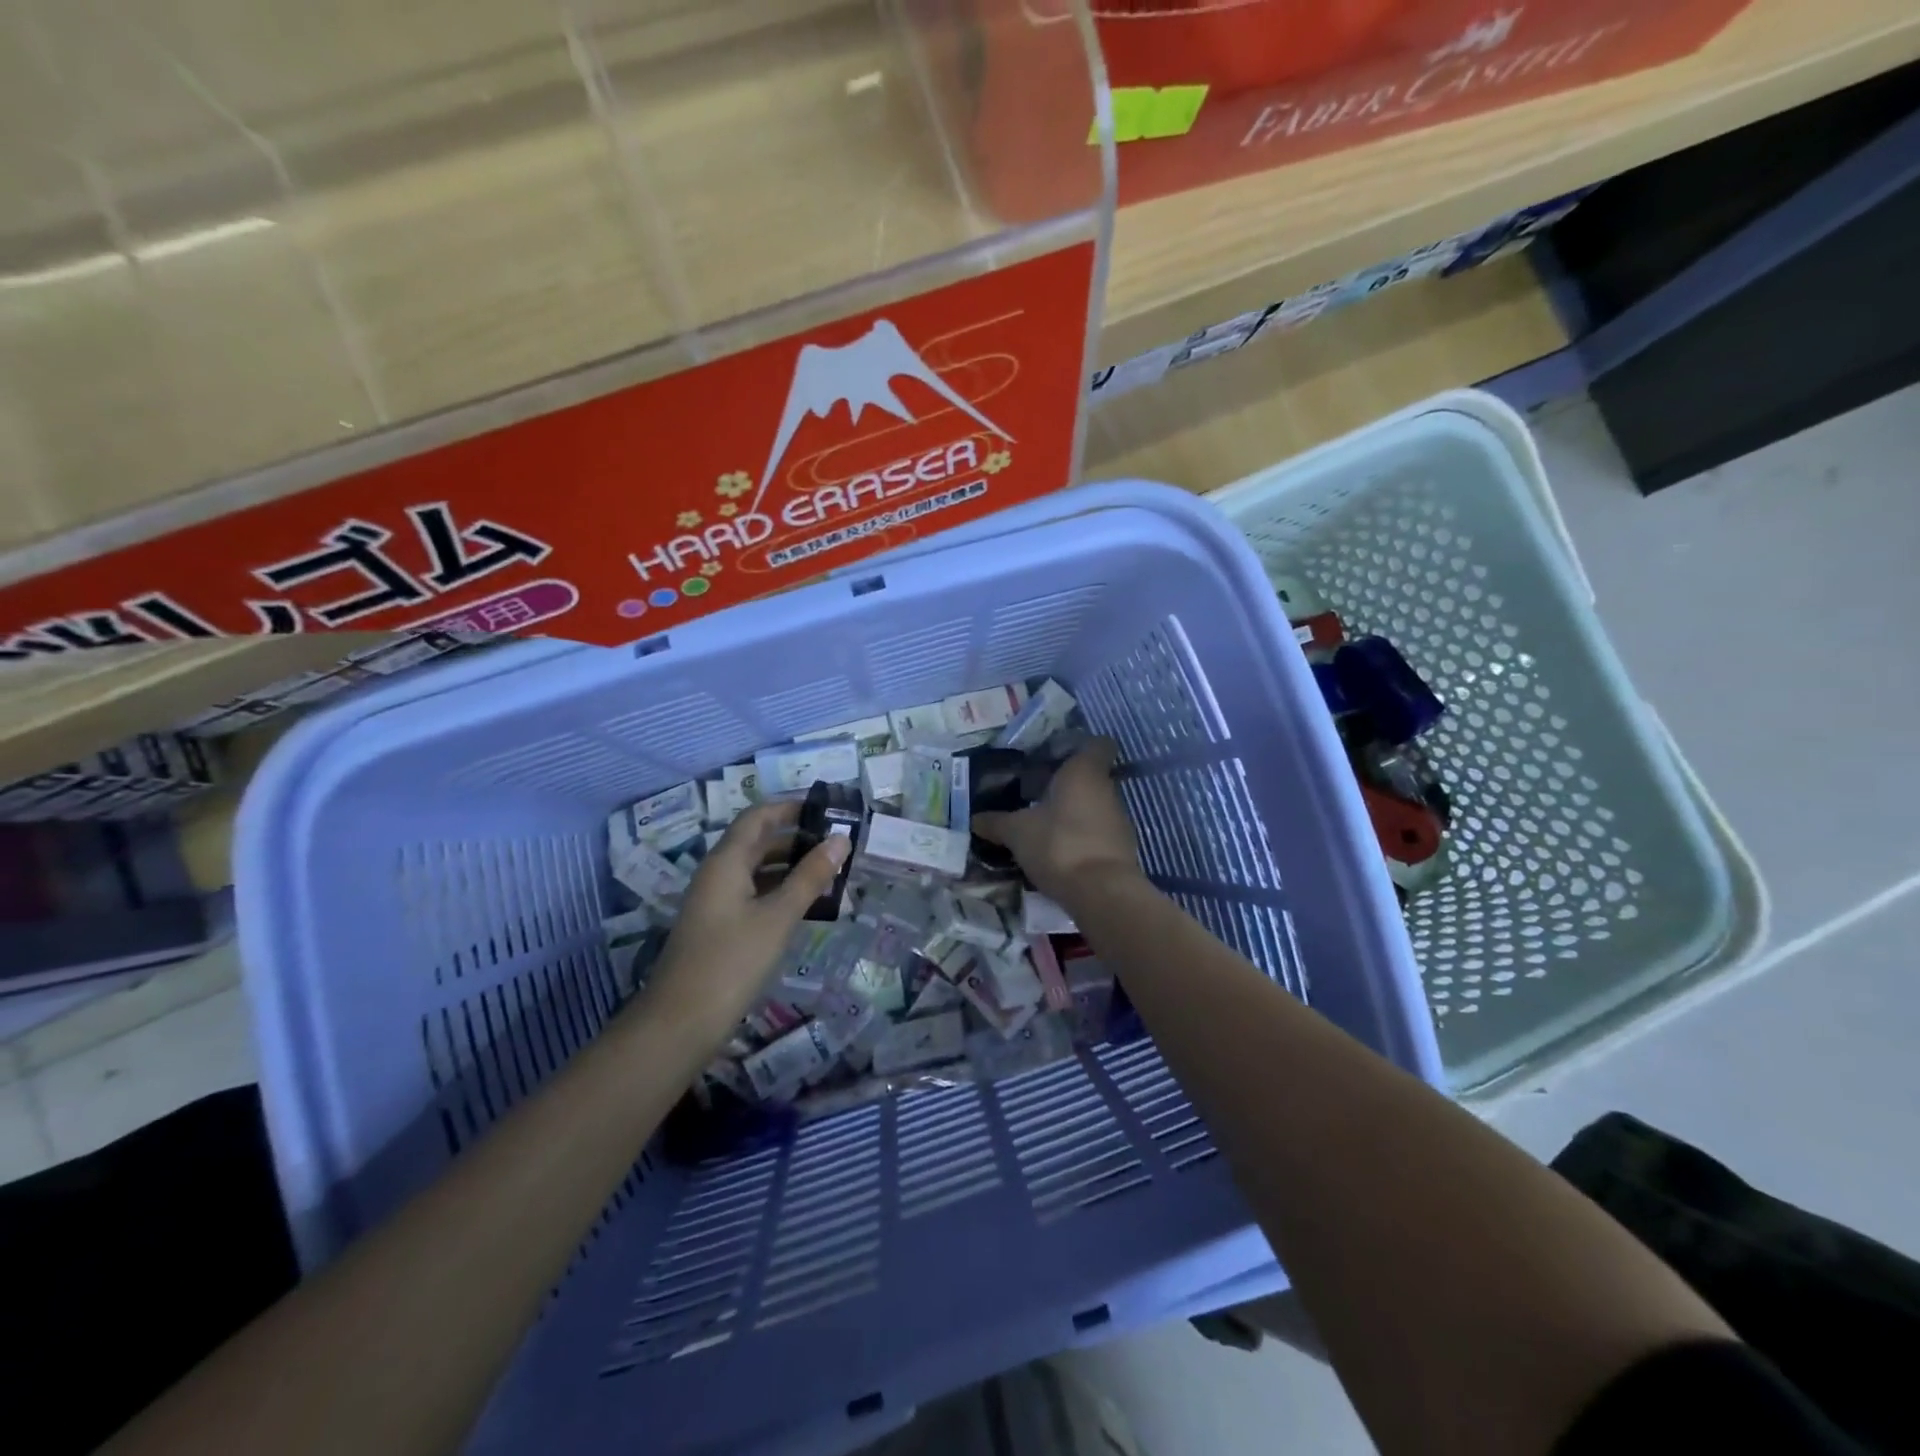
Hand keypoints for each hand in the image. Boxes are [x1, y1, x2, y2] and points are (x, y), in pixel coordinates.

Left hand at [643, 800, 848, 1042]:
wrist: (680, 1023)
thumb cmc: (732, 961)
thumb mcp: (778, 917)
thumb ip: (810, 877)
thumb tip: (840, 839)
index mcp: (726, 861)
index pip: (758, 817)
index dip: (790, 806)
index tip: (827, 808)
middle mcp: (718, 874)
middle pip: (758, 842)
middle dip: (797, 838)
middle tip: (838, 843)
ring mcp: (716, 902)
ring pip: (757, 870)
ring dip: (791, 867)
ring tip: (831, 872)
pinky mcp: (720, 927)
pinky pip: (754, 895)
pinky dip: (781, 892)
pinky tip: (807, 905)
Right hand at [973, 738, 1142, 905]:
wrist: (1101, 892)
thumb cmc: (1058, 844)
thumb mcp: (1017, 832)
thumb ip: (997, 823)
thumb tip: (975, 819)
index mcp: (1084, 771)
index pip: (1098, 744)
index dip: (1081, 746)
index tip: (1057, 756)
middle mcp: (1107, 789)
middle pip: (1091, 777)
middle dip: (1067, 785)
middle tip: (1037, 794)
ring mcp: (1119, 819)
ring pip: (1094, 806)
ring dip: (1074, 813)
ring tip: (1044, 826)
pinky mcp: (1122, 848)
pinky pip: (1099, 833)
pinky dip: (1082, 837)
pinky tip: (1059, 852)